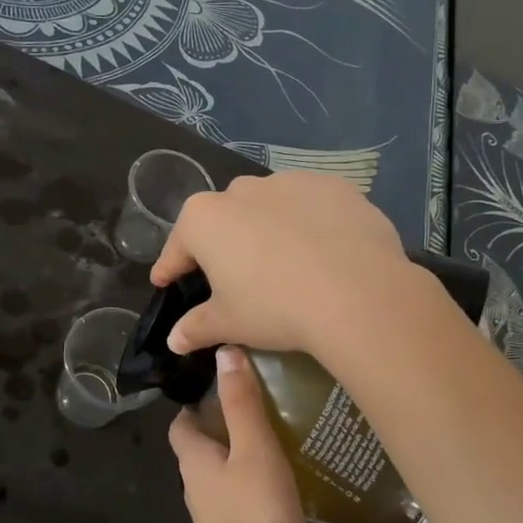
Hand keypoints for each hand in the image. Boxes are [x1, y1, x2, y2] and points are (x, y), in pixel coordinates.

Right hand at [152, 171, 414, 357]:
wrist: (357, 293)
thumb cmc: (276, 307)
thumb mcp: (230, 323)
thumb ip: (197, 327)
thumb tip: (173, 340)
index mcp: (205, 219)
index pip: (179, 246)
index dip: (170, 267)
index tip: (165, 281)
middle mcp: (242, 190)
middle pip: (224, 219)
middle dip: (224, 244)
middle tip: (233, 277)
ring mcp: (290, 182)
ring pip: (269, 207)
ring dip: (268, 229)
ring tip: (285, 263)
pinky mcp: (333, 186)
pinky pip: (311, 206)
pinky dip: (310, 224)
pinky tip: (323, 251)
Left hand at [169, 346, 306, 522]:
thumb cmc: (254, 513)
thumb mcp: (254, 448)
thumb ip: (242, 402)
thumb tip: (225, 352)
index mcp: (193, 460)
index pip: (182, 423)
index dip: (195, 403)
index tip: (222, 384)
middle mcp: (197, 486)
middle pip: (203, 447)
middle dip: (224, 426)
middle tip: (261, 405)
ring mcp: (216, 516)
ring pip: (224, 475)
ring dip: (243, 457)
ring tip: (280, 437)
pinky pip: (243, 501)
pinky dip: (257, 486)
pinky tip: (287, 482)